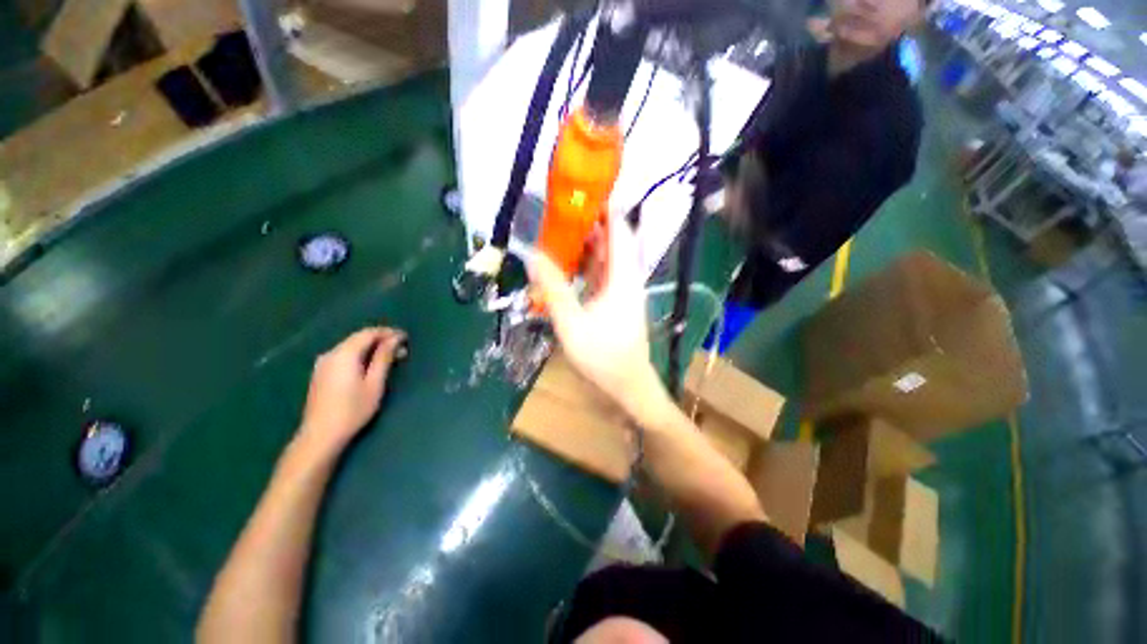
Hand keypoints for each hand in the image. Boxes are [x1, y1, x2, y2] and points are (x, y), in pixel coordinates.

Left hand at [296, 327, 406, 457]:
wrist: (320, 435)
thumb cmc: (353, 410)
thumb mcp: (375, 383)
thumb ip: (384, 358)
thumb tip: (395, 339)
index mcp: (344, 354)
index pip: (369, 333)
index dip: (388, 333)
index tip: (406, 337)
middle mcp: (331, 353)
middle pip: (358, 338)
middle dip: (381, 340)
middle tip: (401, 349)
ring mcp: (323, 363)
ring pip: (351, 346)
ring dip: (371, 348)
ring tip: (390, 358)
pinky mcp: (320, 373)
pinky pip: (344, 355)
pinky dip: (360, 355)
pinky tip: (370, 366)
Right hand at [527, 215, 666, 419]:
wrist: (628, 386)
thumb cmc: (604, 357)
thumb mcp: (572, 323)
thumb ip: (553, 289)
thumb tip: (533, 255)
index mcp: (623, 276)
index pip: (619, 230)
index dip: (604, 208)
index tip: (582, 192)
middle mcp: (626, 277)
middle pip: (611, 240)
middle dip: (589, 224)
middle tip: (559, 212)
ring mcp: (622, 290)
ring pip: (605, 258)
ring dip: (585, 245)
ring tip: (557, 232)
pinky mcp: (616, 302)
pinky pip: (601, 274)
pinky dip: (585, 265)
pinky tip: (567, 264)